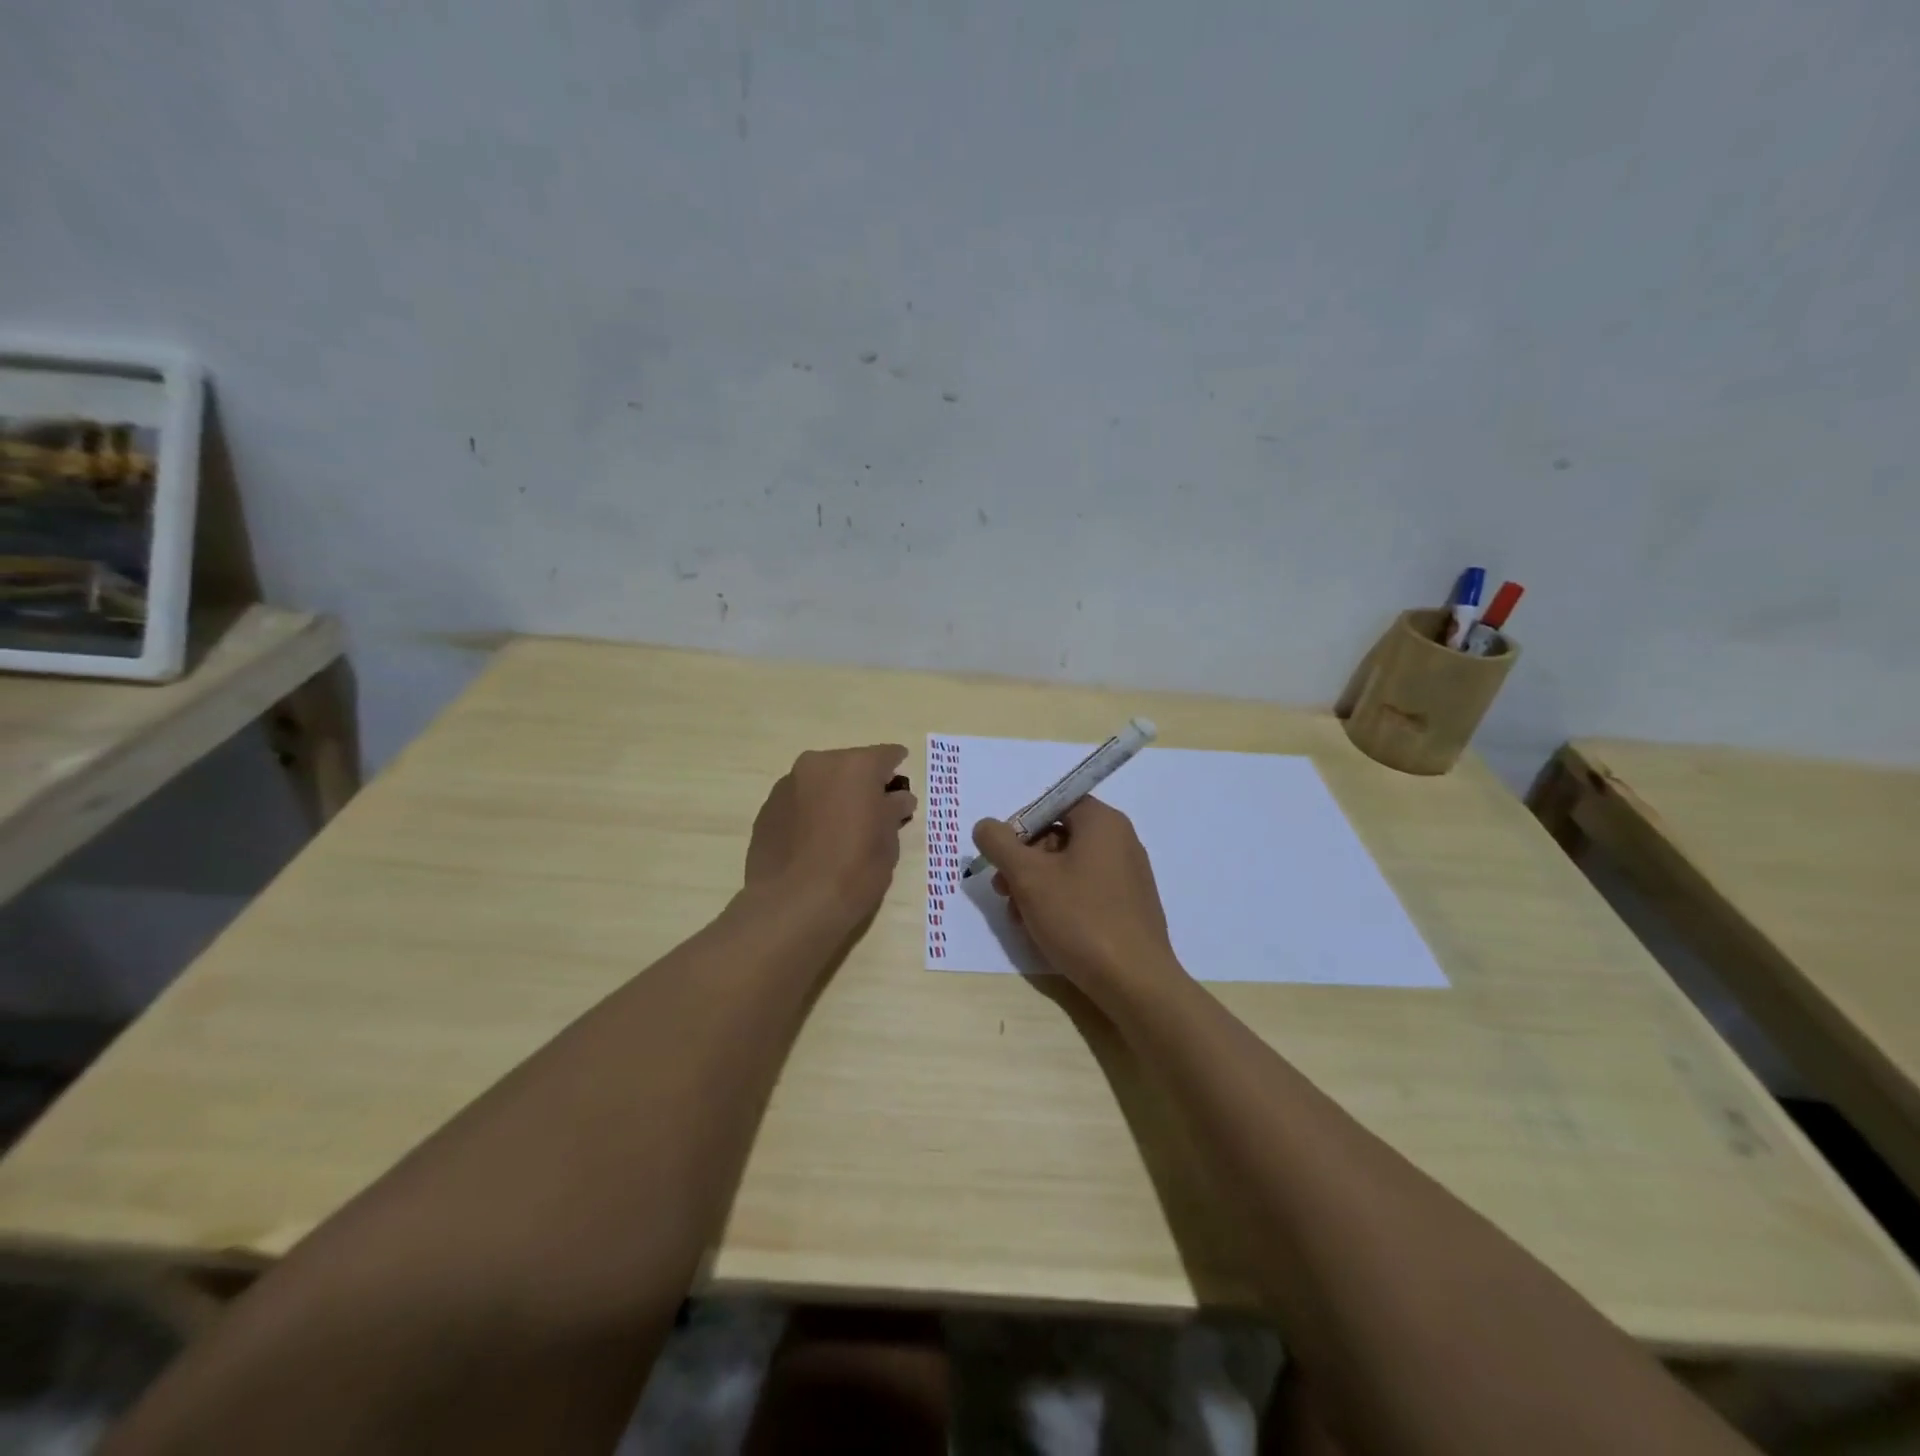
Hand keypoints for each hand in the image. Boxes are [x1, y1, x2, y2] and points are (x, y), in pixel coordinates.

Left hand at [746, 745, 917, 923]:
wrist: (792, 906)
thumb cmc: (854, 870)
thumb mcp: (888, 842)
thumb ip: (893, 810)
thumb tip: (897, 798)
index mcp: (855, 766)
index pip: (886, 755)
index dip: (897, 768)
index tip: (901, 784)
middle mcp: (818, 764)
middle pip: (849, 766)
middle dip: (862, 783)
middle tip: (873, 811)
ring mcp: (787, 785)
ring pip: (820, 782)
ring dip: (833, 796)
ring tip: (841, 829)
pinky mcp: (766, 810)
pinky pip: (798, 802)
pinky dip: (810, 812)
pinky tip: (815, 842)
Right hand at [971, 797, 1183, 998]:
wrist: (1135, 982)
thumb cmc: (1080, 918)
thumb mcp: (1028, 877)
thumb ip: (1000, 844)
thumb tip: (985, 826)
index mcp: (1102, 822)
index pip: (1054, 804)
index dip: (1022, 826)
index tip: (1002, 856)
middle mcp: (1120, 841)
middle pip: (1058, 837)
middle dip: (1024, 863)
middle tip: (1003, 891)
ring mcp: (1128, 875)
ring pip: (1068, 868)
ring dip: (1036, 887)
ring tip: (1019, 919)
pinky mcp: (1129, 906)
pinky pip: (1085, 891)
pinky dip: (1060, 903)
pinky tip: (1043, 931)